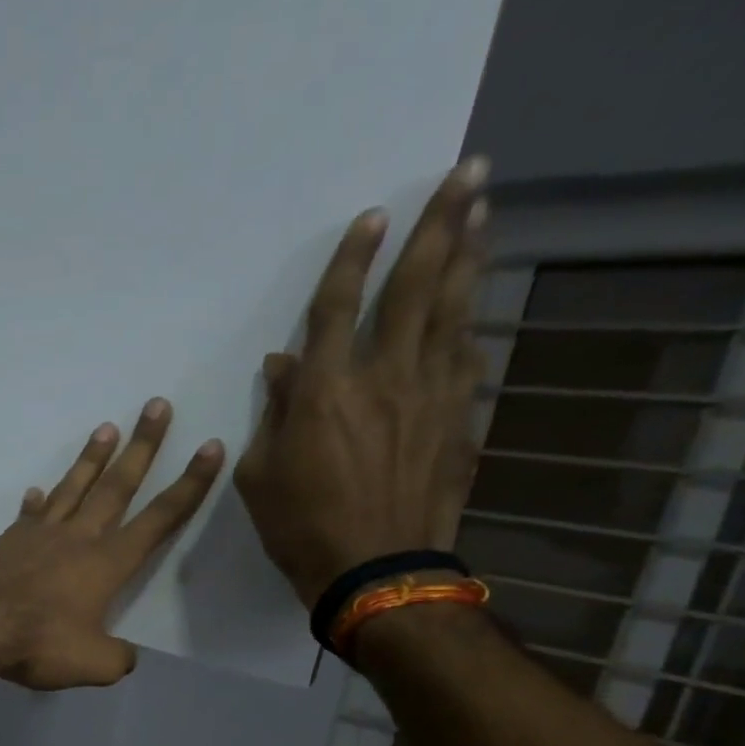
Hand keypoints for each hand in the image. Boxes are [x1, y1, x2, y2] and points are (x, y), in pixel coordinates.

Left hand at [0, 399, 222, 689]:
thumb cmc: (38, 644)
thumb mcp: (92, 665)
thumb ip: (117, 658)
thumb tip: (124, 655)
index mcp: (108, 563)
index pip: (159, 518)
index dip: (190, 485)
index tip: (210, 447)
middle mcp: (79, 537)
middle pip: (117, 485)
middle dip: (143, 446)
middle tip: (157, 406)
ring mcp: (41, 534)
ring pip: (73, 487)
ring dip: (92, 458)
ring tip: (107, 428)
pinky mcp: (9, 540)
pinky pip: (30, 514)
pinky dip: (36, 502)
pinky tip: (37, 491)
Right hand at [234, 158, 490, 608]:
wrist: (375, 570)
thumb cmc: (300, 527)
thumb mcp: (260, 475)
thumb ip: (274, 414)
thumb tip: (284, 367)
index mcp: (325, 390)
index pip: (338, 307)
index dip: (354, 259)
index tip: (373, 216)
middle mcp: (384, 376)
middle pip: (416, 287)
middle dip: (439, 225)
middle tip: (467, 174)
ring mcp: (431, 394)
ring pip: (454, 311)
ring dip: (469, 257)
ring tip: (483, 214)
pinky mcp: (458, 419)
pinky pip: (466, 358)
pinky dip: (468, 326)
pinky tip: (473, 308)